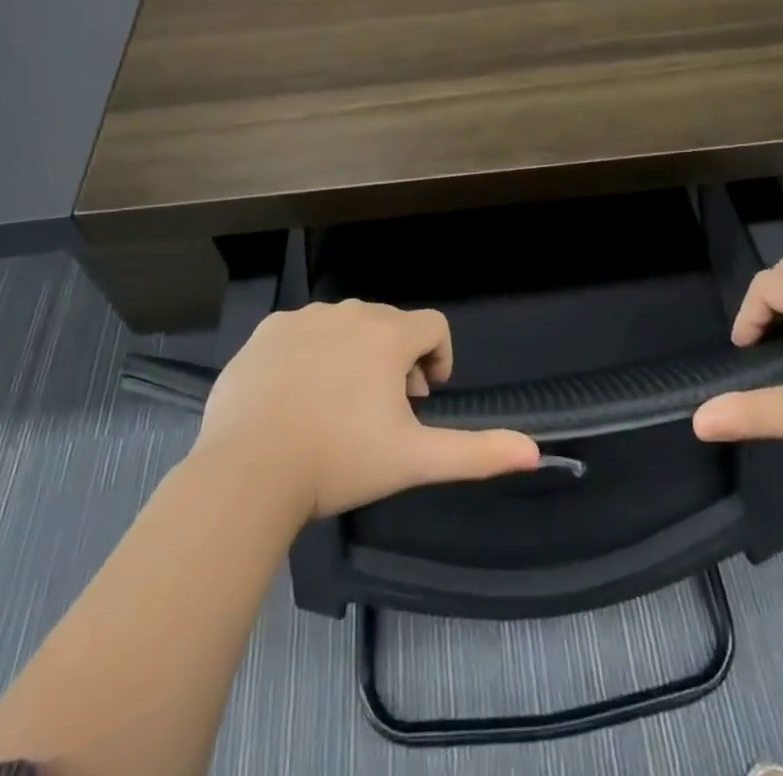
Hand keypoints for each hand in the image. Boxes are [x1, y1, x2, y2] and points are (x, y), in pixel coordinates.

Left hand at [191, 300, 540, 519]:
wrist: (248, 470)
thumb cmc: (339, 460)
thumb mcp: (414, 460)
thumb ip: (476, 452)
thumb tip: (534, 453)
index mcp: (388, 334)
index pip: (433, 326)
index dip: (438, 359)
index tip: (424, 398)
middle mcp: (348, 312)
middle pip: (389, 325)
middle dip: (396, 360)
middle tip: (383, 411)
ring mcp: (303, 318)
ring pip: (345, 326)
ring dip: (354, 355)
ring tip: (339, 406)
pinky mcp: (265, 332)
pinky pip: (302, 333)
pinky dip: (311, 355)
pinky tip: (298, 397)